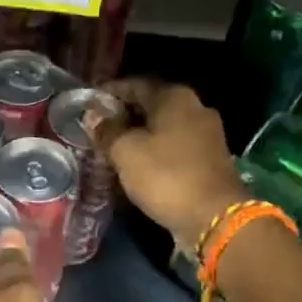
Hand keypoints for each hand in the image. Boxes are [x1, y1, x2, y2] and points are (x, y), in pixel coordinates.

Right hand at [93, 78, 249, 248]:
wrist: (213, 217)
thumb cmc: (166, 176)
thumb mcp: (126, 152)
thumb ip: (108, 131)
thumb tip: (93, 116)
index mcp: (175, 98)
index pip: (136, 84)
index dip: (110, 92)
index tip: (88, 103)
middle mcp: (195, 108)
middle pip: (152, 105)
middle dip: (124, 115)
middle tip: (97, 129)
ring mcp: (206, 135)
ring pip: (163, 128)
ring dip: (139, 136)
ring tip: (113, 149)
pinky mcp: (208, 160)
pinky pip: (173, 148)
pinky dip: (154, 153)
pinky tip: (137, 165)